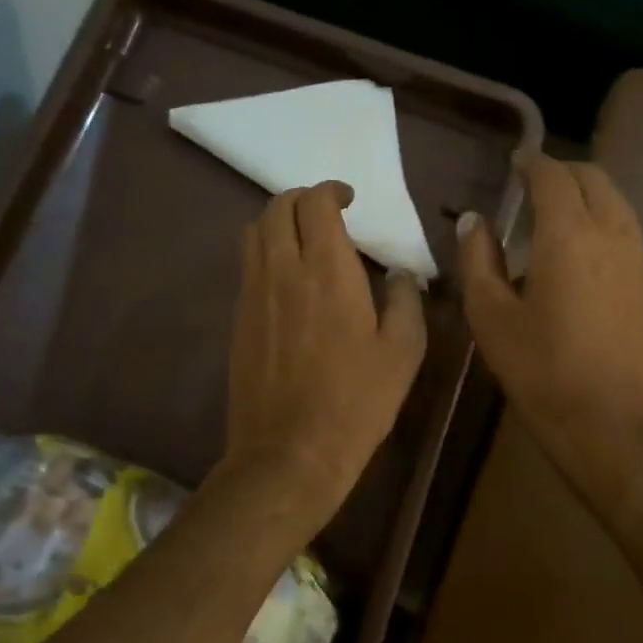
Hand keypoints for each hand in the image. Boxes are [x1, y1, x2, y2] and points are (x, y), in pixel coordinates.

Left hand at [222, 182, 427, 531]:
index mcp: (327, 270)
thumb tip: (400, 274)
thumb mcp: (403, 352)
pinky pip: (247, 266)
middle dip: (302, 199)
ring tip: (303, 239)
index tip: (349, 199)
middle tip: (326, 213)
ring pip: (253, 232)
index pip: (316, 203)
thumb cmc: (356, 401)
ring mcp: (253, 294)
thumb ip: (405, 301)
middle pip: (277, 207)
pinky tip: (287, 279)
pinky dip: (265, 252)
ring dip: (278, 222)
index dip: (332, 190)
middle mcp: (282, 270)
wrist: (290, 451)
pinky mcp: (238, 319)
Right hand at [457, 152, 642, 512]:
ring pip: (615, 199)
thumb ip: (478, 259)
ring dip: (585, 191)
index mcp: (568, 235)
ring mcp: (636, 256)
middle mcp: (610, 232)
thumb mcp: (489, 315)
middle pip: (592, 177)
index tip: (512, 162)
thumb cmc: (539, 369)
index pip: (552, 176)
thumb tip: (473, 220)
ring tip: (552, 211)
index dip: (531, 162)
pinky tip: (578, 244)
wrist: (609, 421)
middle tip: (529, 184)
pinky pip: (625, 224)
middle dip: (561, 171)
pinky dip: (601, 214)